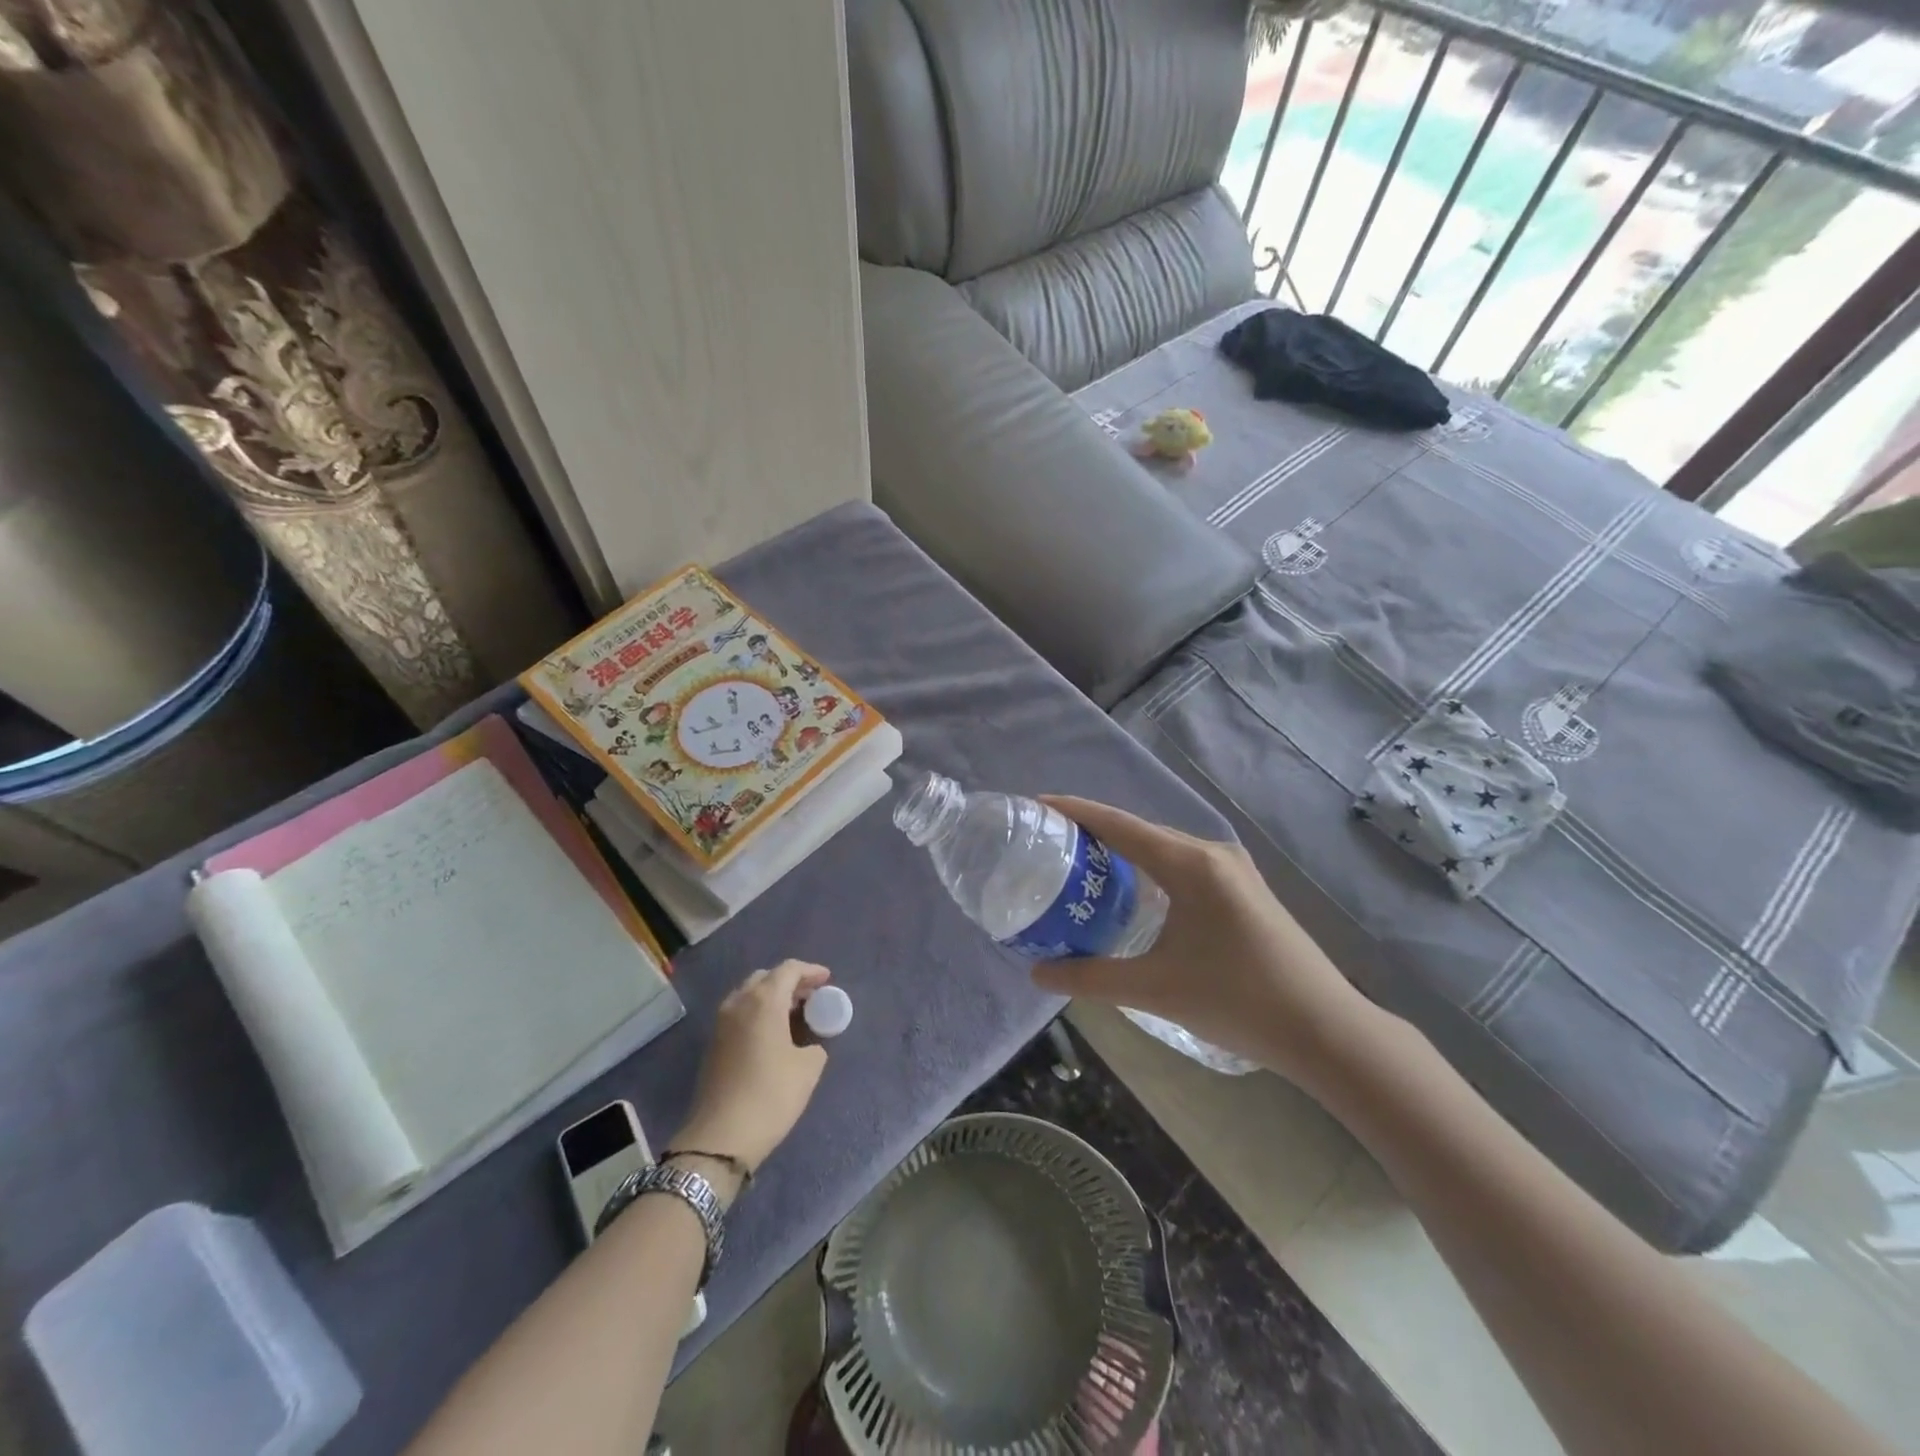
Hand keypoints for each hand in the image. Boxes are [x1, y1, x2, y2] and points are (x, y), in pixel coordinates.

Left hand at [674, 961, 830, 1184]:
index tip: (827, 980)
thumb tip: (808, 1044)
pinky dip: (759, 1012)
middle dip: (790, 982)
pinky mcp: (713, 1044)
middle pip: (766, 977)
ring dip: (772, 997)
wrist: (720, 1138)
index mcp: (763, 1001)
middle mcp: (739, 1003)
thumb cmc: (771, 1095)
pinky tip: (774, 1033)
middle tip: (811, 996)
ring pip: (749, 994)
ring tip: (795, 1014)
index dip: (811, 971)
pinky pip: (740, 1013)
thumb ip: (814, 1044)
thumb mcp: (808, 1068)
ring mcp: (721, 1023)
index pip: (789, 969)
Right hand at [1031, 797, 1377, 1085]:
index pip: (1120, 825)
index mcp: (1191, 864)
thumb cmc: (1237, 1000)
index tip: (1038, 806)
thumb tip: (1037, 972)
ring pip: (1164, 850)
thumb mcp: (1154, 989)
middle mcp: (1213, 854)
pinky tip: (1134, 894)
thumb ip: (1090, 976)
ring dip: (1125, 854)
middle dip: (1095, 834)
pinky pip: (1184, 867)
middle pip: (1141, 832)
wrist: (1325, 1030)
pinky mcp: (1244, 891)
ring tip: (1082, 867)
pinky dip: (1151, 871)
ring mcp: (1234, 871)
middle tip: (1051, 847)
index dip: (1076, 812)